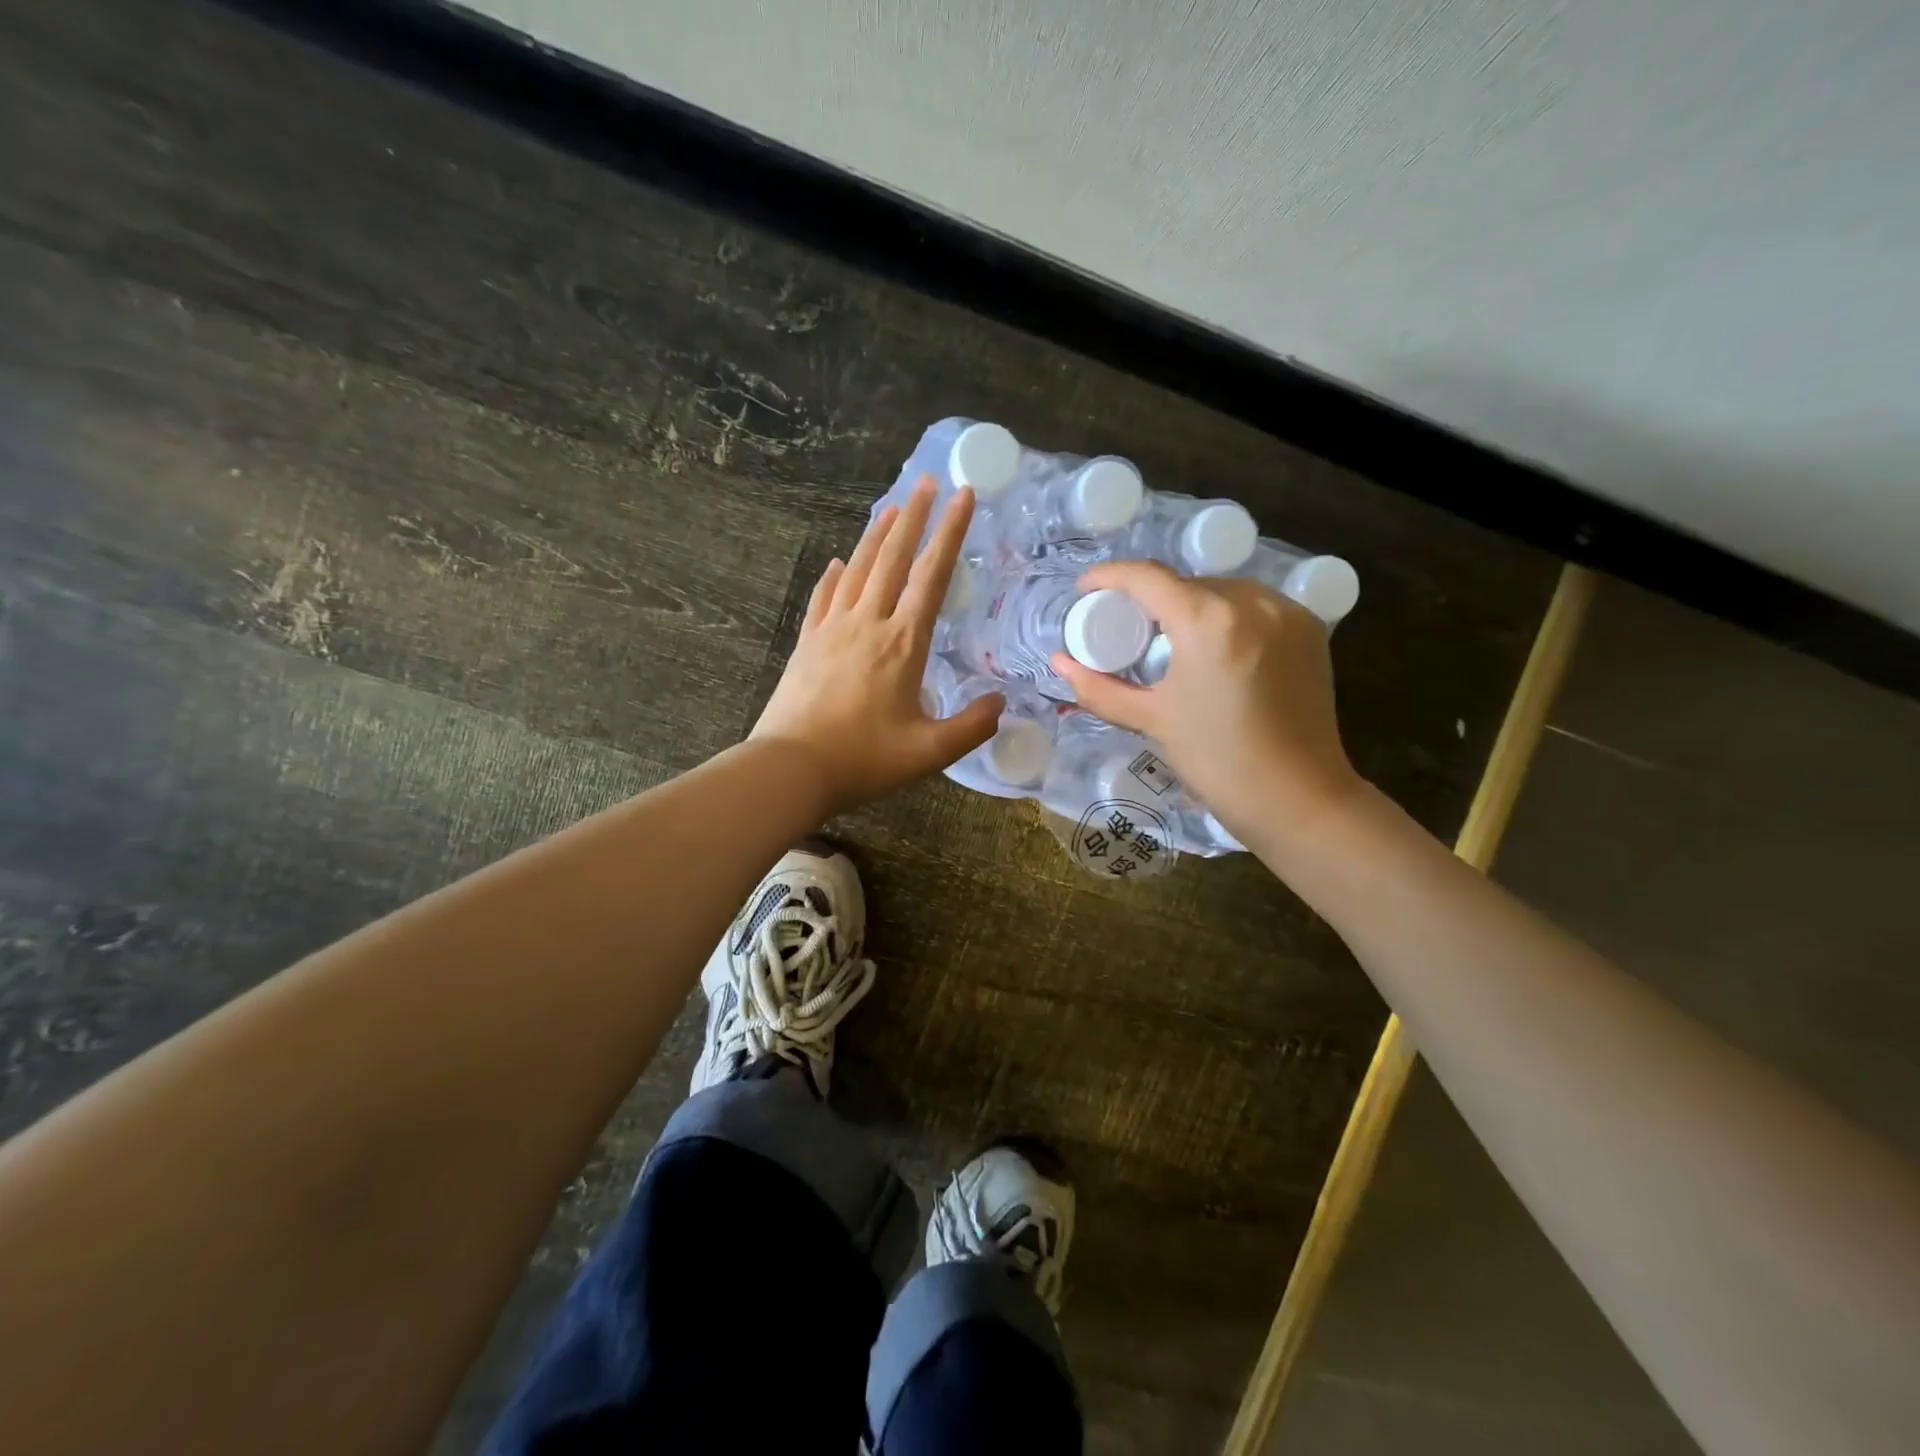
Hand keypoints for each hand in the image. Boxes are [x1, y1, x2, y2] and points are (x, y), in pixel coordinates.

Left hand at [752, 477, 1002, 814]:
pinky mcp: (807, 643)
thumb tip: (1000, 704)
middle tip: (927, 482)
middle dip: (914, 517)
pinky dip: (834, 575)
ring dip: (876, 535)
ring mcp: (832, 629)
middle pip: (893, 558)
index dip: (950, 533)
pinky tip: (838, 562)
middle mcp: (868, 623)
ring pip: (858, 568)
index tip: (963, 496)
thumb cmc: (863, 760)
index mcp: (902, 643)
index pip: (932, 576)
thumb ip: (971, 727)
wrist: (791, 768)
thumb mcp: (929, 752)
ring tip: (891, 507)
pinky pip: (824, 597)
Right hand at [1051, 561, 1361, 842]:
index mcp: (1208, 622)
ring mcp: (1287, 612)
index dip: (1109, 576)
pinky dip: (1227, 616)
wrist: (1297, 798)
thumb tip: (1059, 663)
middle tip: (1128, 629)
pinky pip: (1255, 605)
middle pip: (1185, 582)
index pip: (1147, 577)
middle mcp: (1252, 601)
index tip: (1086, 589)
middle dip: (1151, 598)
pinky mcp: (1309, 628)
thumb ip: (1099, 688)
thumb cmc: (1217, 761)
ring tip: (1172, 640)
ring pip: (1222, 590)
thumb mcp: (1151, 720)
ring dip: (1191, 604)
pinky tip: (1215, 647)